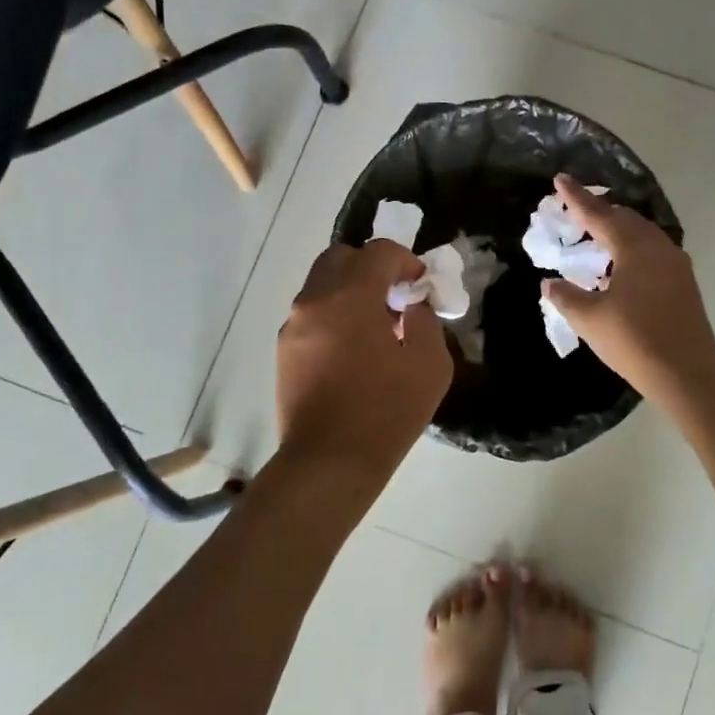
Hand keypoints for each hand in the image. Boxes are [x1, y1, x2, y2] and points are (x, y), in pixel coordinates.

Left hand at [276, 240, 453, 492]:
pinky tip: (353, 351)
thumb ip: (424, 319)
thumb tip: (411, 305)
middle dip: (371, 267)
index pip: (379, 251)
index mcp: (351, 296)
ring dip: (350, 290)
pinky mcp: (283, 350)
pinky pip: (312, 314)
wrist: (329, 463)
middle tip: (394, 297)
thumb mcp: (430, 363)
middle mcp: (314, 300)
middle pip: (341, 257)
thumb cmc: (386, 411)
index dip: (406, 261)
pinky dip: (334, 315)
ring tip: (374, 328)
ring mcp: (293, 325)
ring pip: (321, 284)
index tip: (420, 286)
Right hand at [541, 176, 714, 404]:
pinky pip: (653, 251)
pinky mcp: (683, 282)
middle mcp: (657, 247)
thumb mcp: (589, 319)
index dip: (576, 198)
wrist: (686, 371)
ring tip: (597, 235)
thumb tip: (550, 283)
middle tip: (576, 209)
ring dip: (618, 230)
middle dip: (599, 211)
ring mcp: (675, 264)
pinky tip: (622, 265)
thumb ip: (566, 296)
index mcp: (633, 247)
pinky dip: (632, 248)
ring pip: (642, 234)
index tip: (560, 180)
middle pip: (625, 219)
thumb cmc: (633, 339)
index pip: (599, 215)